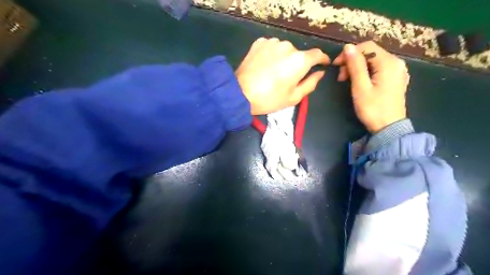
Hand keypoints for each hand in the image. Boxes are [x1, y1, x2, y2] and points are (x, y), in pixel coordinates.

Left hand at [236, 38, 329, 114]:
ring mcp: (272, 42)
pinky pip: (271, 47)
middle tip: (287, 78)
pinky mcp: (259, 43)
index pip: (317, 54)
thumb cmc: (270, 99)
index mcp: (300, 60)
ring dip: (283, 58)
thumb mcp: (294, 97)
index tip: (322, 64)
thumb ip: (311, 83)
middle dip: (297, 64)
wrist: (240, 93)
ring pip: (284, 50)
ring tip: (273, 72)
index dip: (322, 59)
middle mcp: (288, 46)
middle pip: (298, 54)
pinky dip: (271, 55)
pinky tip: (264, 66)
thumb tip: (320, 73)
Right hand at [333, 41, 410, 133]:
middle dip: (352, 62)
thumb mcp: (360, 87)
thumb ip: (355, 66)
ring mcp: (398, 71)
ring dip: (358, 67)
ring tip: (347, 81)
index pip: (367, 47)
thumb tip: (348, 47)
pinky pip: (379, 68)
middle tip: (341, 78)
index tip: (336, 66)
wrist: (389, 128)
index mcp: (389, 63)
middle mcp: (396, 62)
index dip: (349, 53)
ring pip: (374, 61)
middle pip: (370, 53)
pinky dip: (367, 72)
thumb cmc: (373, 109)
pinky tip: (360, 82)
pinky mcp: (395, 79)